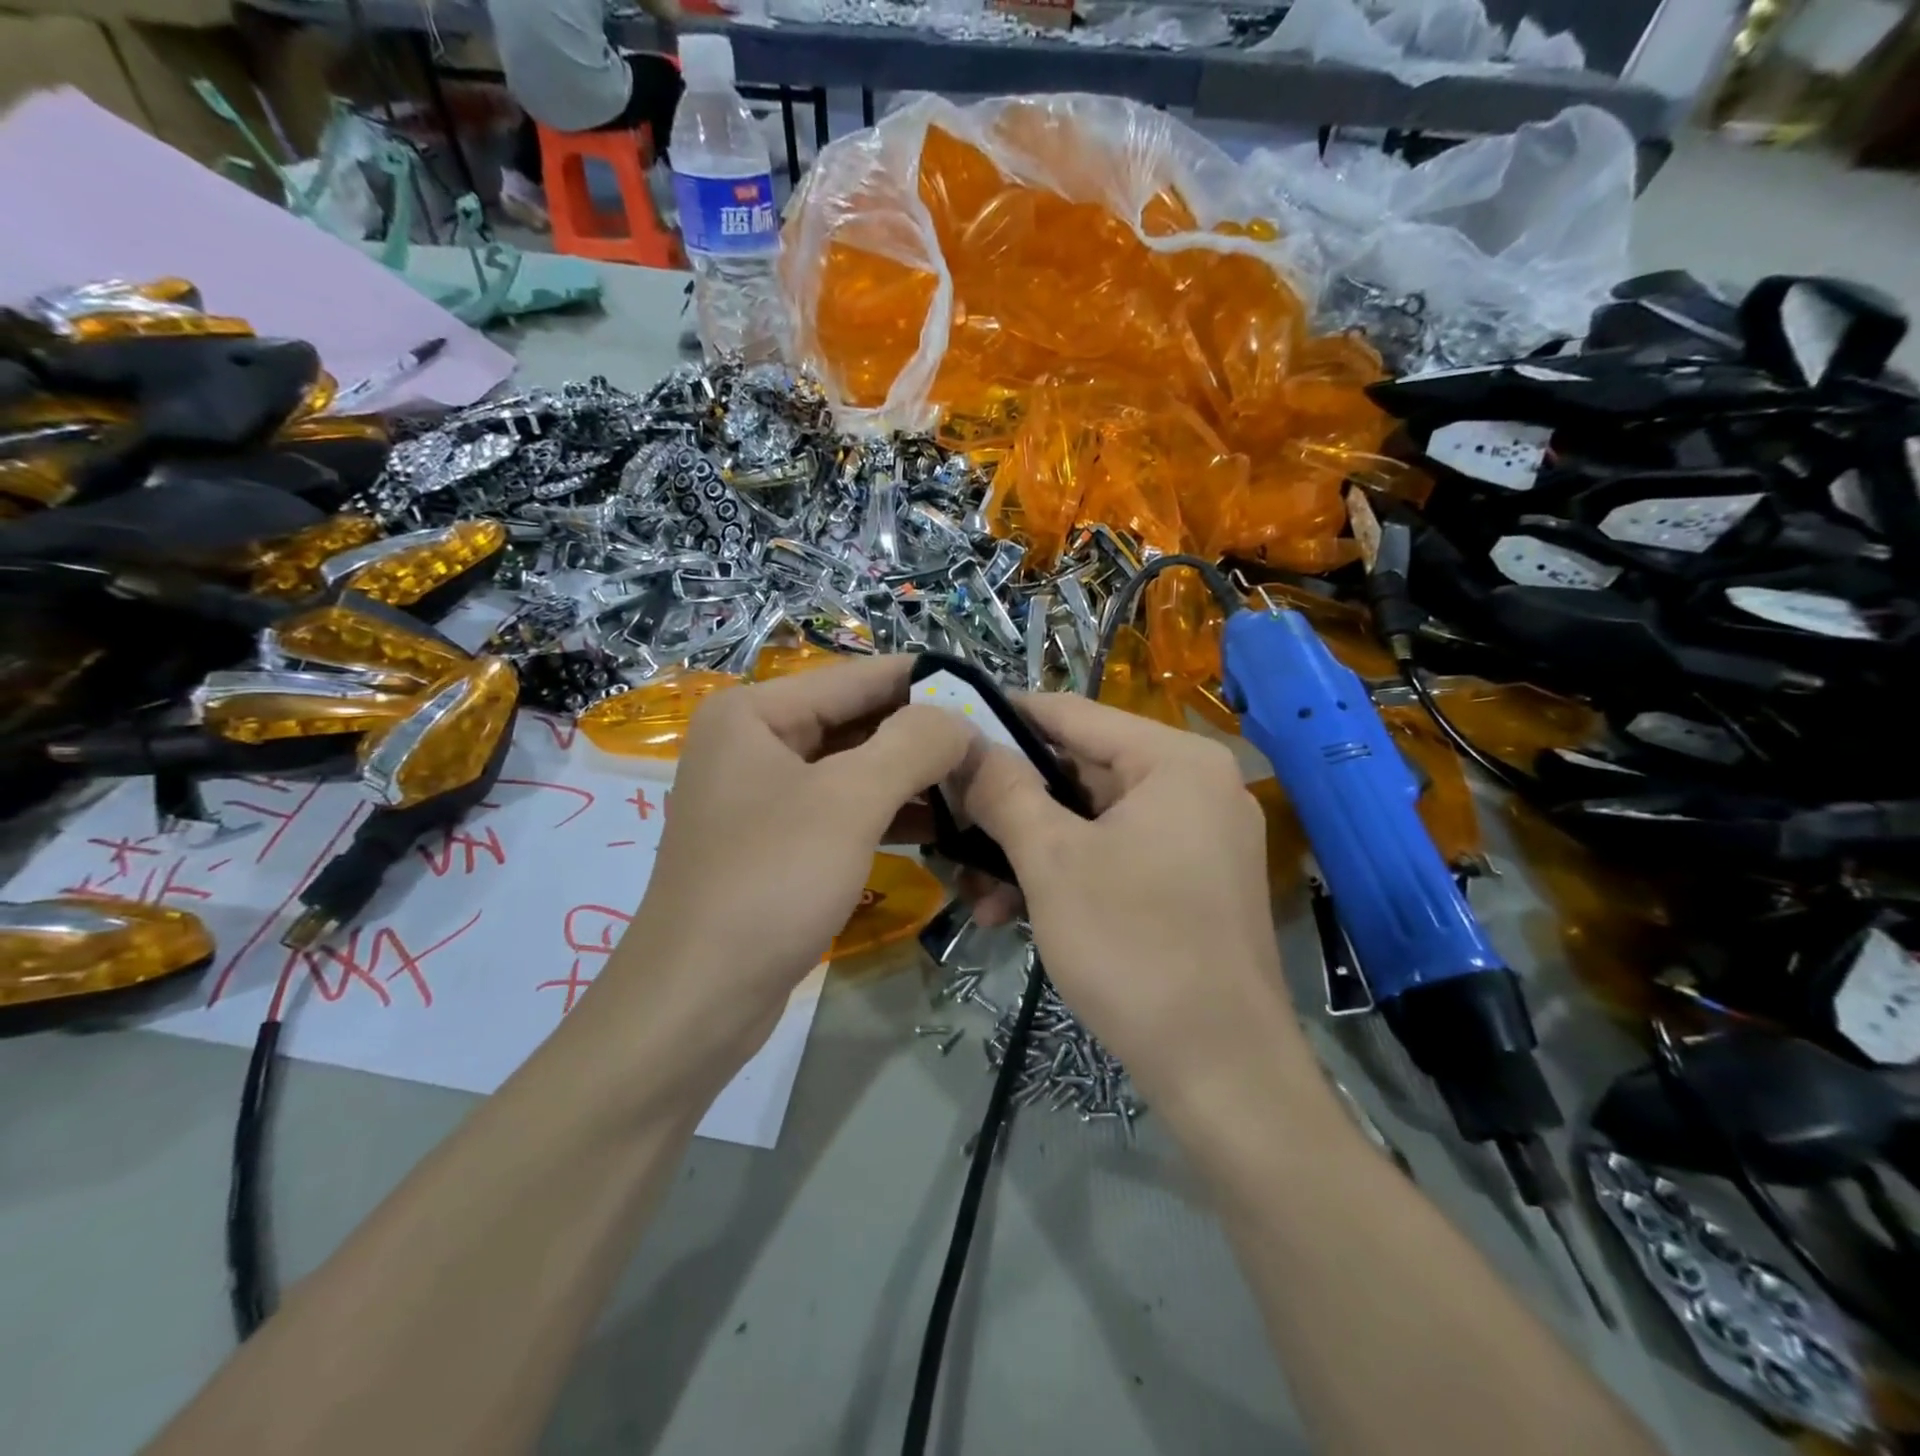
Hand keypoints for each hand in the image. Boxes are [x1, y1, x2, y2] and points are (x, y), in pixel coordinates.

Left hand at [600, 656, 973, 1074]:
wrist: (698, 1001)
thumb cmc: (769, 884)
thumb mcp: (848, 803)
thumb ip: (912, 744)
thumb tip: (960, 718)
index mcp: (756, 711)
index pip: (860, 678)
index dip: (929, 682)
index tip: (993, 693)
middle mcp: (757, 741)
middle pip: (859, 721)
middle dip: (927, 736)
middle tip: (996, 749)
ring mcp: (767, 793)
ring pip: (857, 768)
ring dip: (916, 777)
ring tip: (981, 785)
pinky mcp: (781, 840)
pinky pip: (846, 808)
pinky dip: (892, 813)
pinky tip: (944, 824)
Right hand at [954, 696, 1307, 1116]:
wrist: (1222, 1071)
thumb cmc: (1134, 947)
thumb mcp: (1053, 862)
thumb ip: (1005, 792)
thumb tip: (966, 745)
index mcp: (1175, 761)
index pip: (1073, 713)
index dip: (1006, 717)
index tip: (948, 726)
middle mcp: (1195, 786)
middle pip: (1080, 771)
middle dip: (1010, 806)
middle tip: (949, 823)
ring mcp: (1197, 837)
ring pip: (1090, 822)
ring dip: (1028, 852)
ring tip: (974, 894)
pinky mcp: (1191, 882)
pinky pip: (1114, 856)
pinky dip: (1065, 876)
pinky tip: (1010, 913)